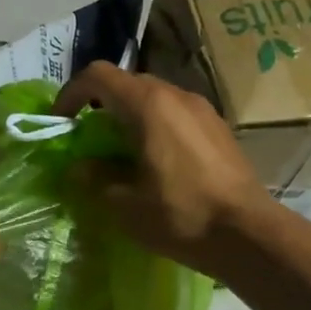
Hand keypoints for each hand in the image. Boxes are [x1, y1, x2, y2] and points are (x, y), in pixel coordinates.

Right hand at [53, 62, 277, 274]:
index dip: (71, 93)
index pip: (98, 75)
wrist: (249, 233)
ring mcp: (202, 110)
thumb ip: (95, 177)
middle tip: (88, 141)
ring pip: (154, 99)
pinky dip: (155, 128)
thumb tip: (81, 167)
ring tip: (121, 154)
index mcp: (147, 105)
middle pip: (127, 84)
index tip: (61, 123)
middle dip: (100, 106)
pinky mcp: (219, 128)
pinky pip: (175, 115)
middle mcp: (176, 95)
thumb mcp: (123, 203)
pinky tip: (156, 164)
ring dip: (129, 118)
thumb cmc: (180, 214)